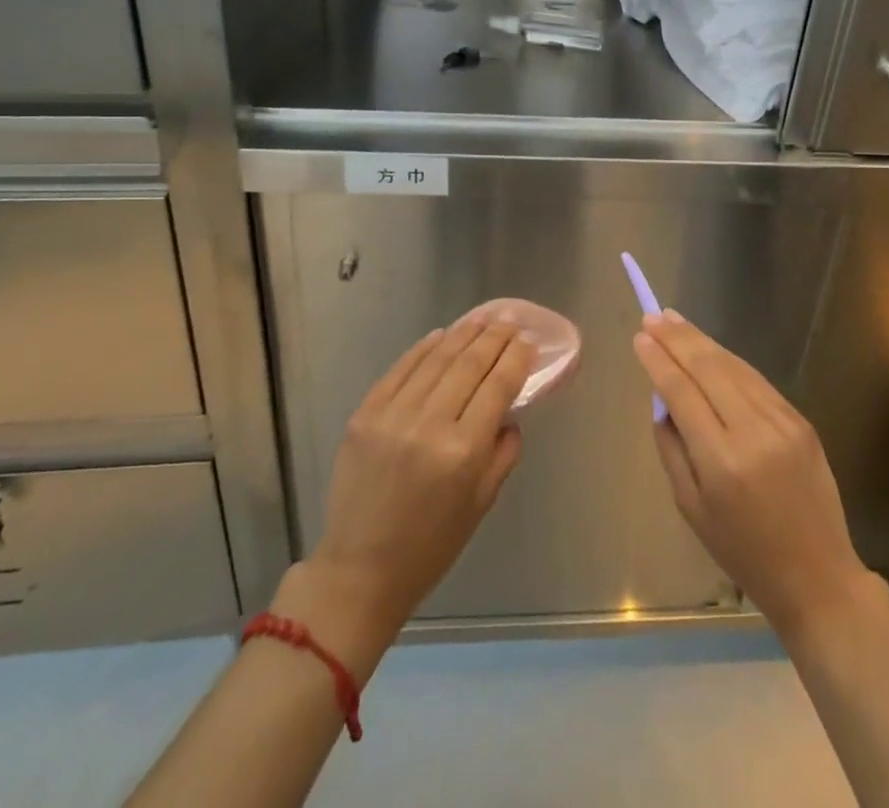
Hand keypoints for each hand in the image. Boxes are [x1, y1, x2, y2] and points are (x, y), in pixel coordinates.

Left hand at [279, 303, 534, 663]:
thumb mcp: (482, 503)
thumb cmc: (431, 545)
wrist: (360, 569)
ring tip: (481, 318)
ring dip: (462, 334)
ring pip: (436, 359)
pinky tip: (440, 335)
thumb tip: (508, 409)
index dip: (516, 358)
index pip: (498, 386)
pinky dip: (423, 348)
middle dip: (494, 337)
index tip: (529, 340)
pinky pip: (400, 369)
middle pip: (469, 364)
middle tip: (510, 320)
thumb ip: (503, 452)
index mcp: (463, 452)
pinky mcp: (364, 414)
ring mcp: (392, 416)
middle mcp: (429, 425)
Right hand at [634, 310, 873, 636]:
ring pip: (734, 367)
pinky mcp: (801, 420)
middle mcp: (753, 432)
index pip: (682, 392)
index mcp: (721, 461)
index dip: (659, 360)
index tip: (640, 337)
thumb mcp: (690, 507)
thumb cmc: (743, 551)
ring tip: (675, 321)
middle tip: (654, 317)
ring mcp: (782, 422)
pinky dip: (730, 361)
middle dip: (678, 338)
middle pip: (708, 368)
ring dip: (702, 341)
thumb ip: (672, 447)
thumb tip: (662, 399)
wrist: (817, 575)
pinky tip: (711, 349)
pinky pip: (757, 381)